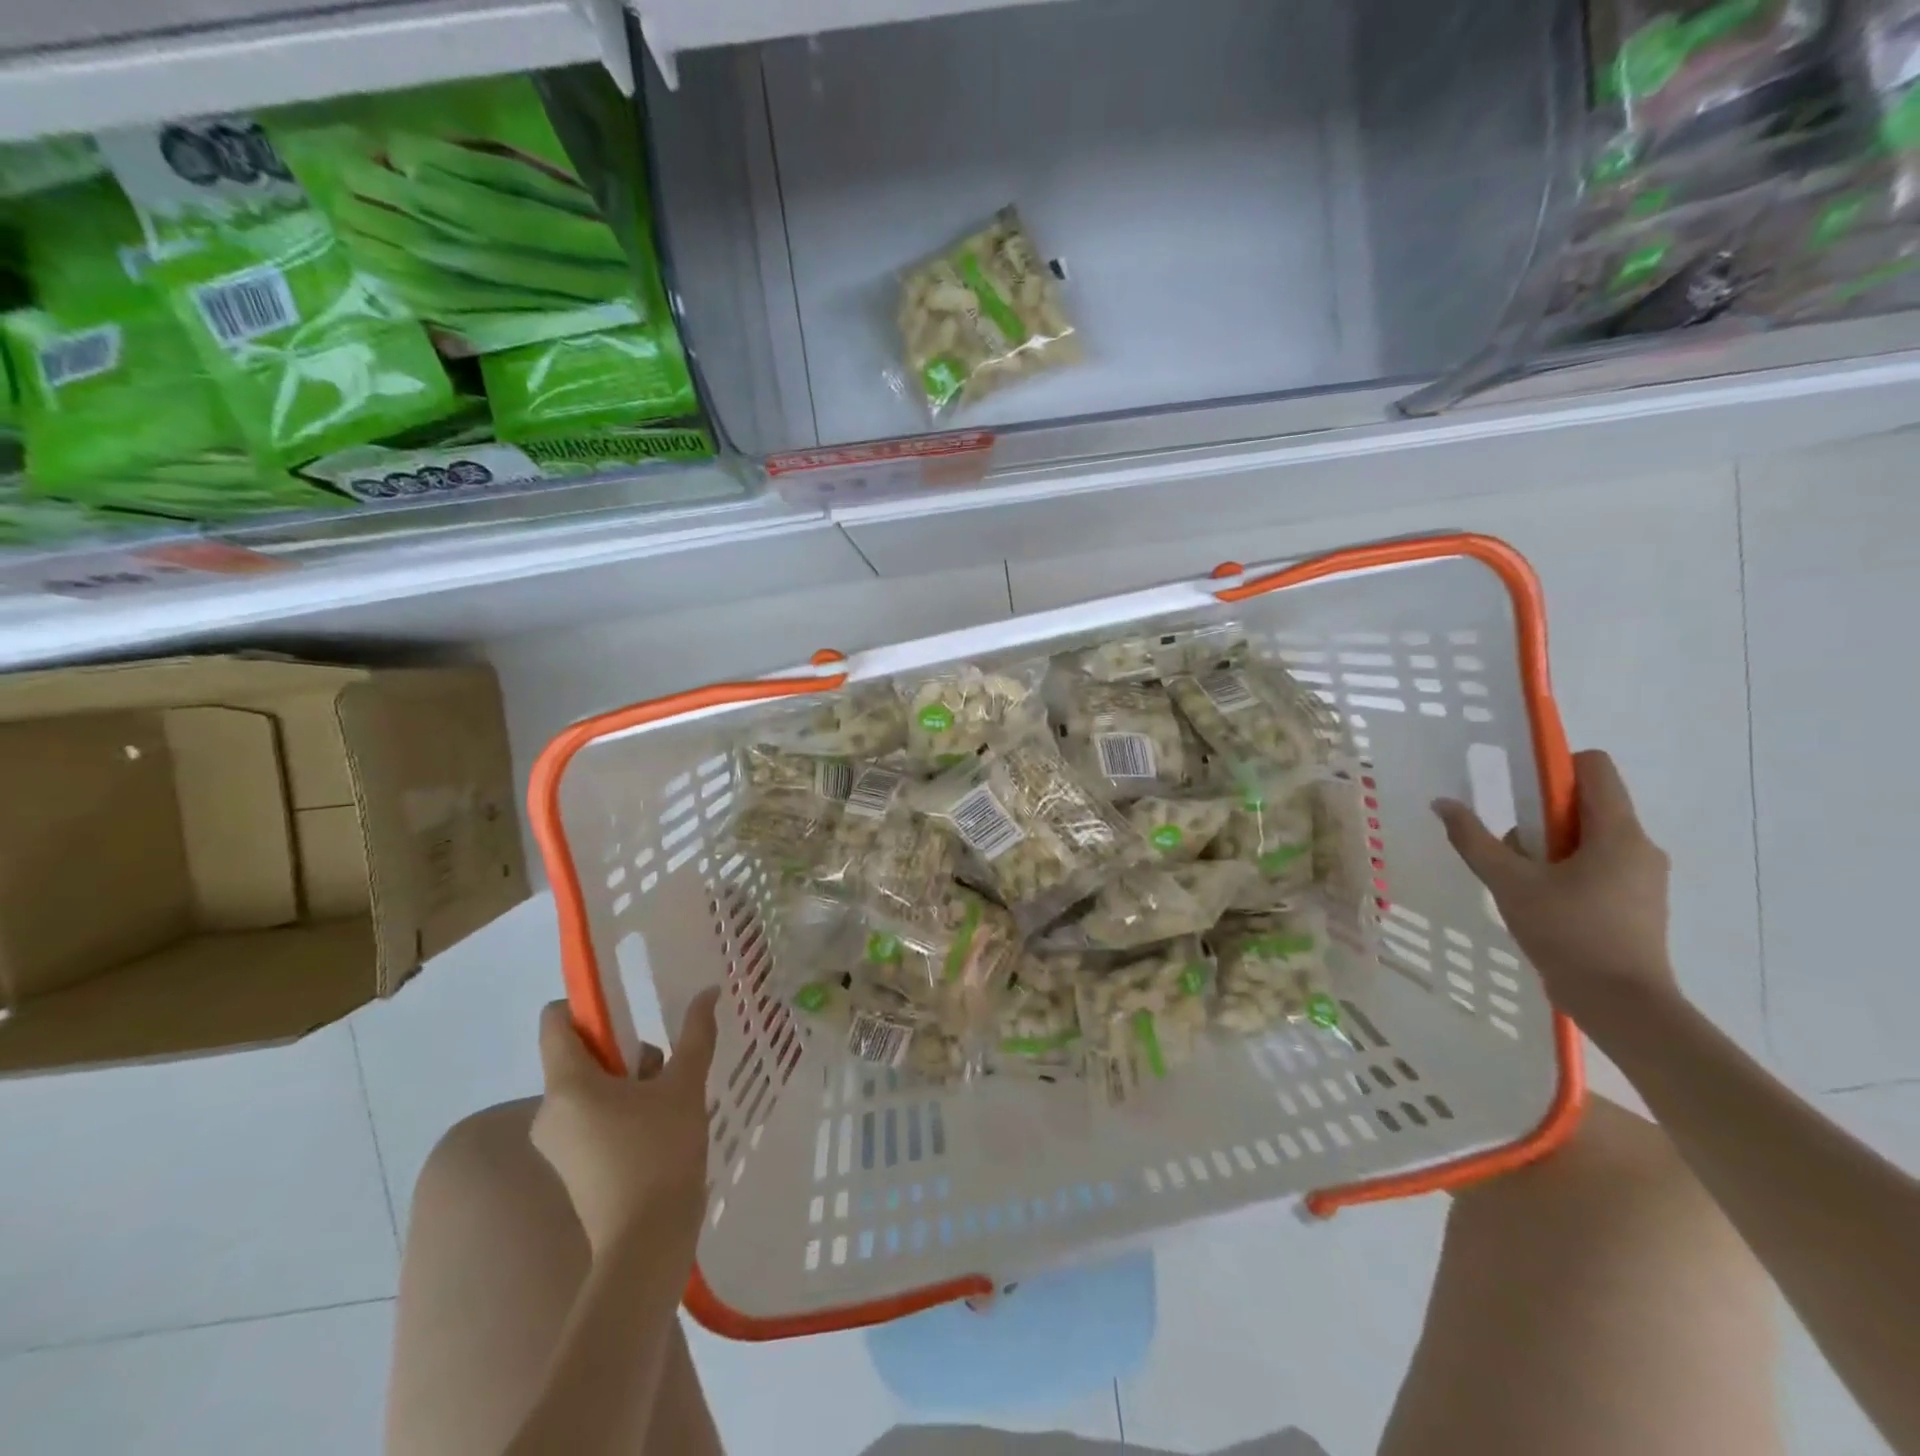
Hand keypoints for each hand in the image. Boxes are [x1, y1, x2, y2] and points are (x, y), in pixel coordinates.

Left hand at [530, 989, 720, 1255]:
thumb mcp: (685, 1085)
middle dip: (623, 1048)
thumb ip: (695, 1034)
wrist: (646, 1242)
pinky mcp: (571, 1165)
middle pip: (580, 1053)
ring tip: (671, 1095)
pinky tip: (660, 1122)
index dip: (587, 1004)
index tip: (628, 1008)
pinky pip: (591, 1115)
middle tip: (665, 1060)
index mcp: (567, 1084)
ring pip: (590, 1086)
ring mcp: (557, 1141)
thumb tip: (708, 992)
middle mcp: (549, 1110)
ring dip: (628, 1079)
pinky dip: (621, 1107)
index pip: (555, 1020)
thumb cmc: (660, 1153)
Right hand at [1432, 749, 1676, 1024]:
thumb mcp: (1509, 883)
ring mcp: (1644, 876)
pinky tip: (1543, 903)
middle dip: (1542, 817)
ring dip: (1551, 848)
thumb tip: (1443, 803)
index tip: (1520, 795)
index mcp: (1617, 832)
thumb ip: (1474, 840)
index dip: (1554, 768)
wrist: (1623, 1004)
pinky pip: (1599, 865)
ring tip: (1523, 884)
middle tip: (1513, 850)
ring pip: (1589, 838)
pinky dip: (1567, 870)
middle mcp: (1639, 846)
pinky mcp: (1639, 902)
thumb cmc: (1569, 934)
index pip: (1594, 767)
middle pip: (1587, 804)